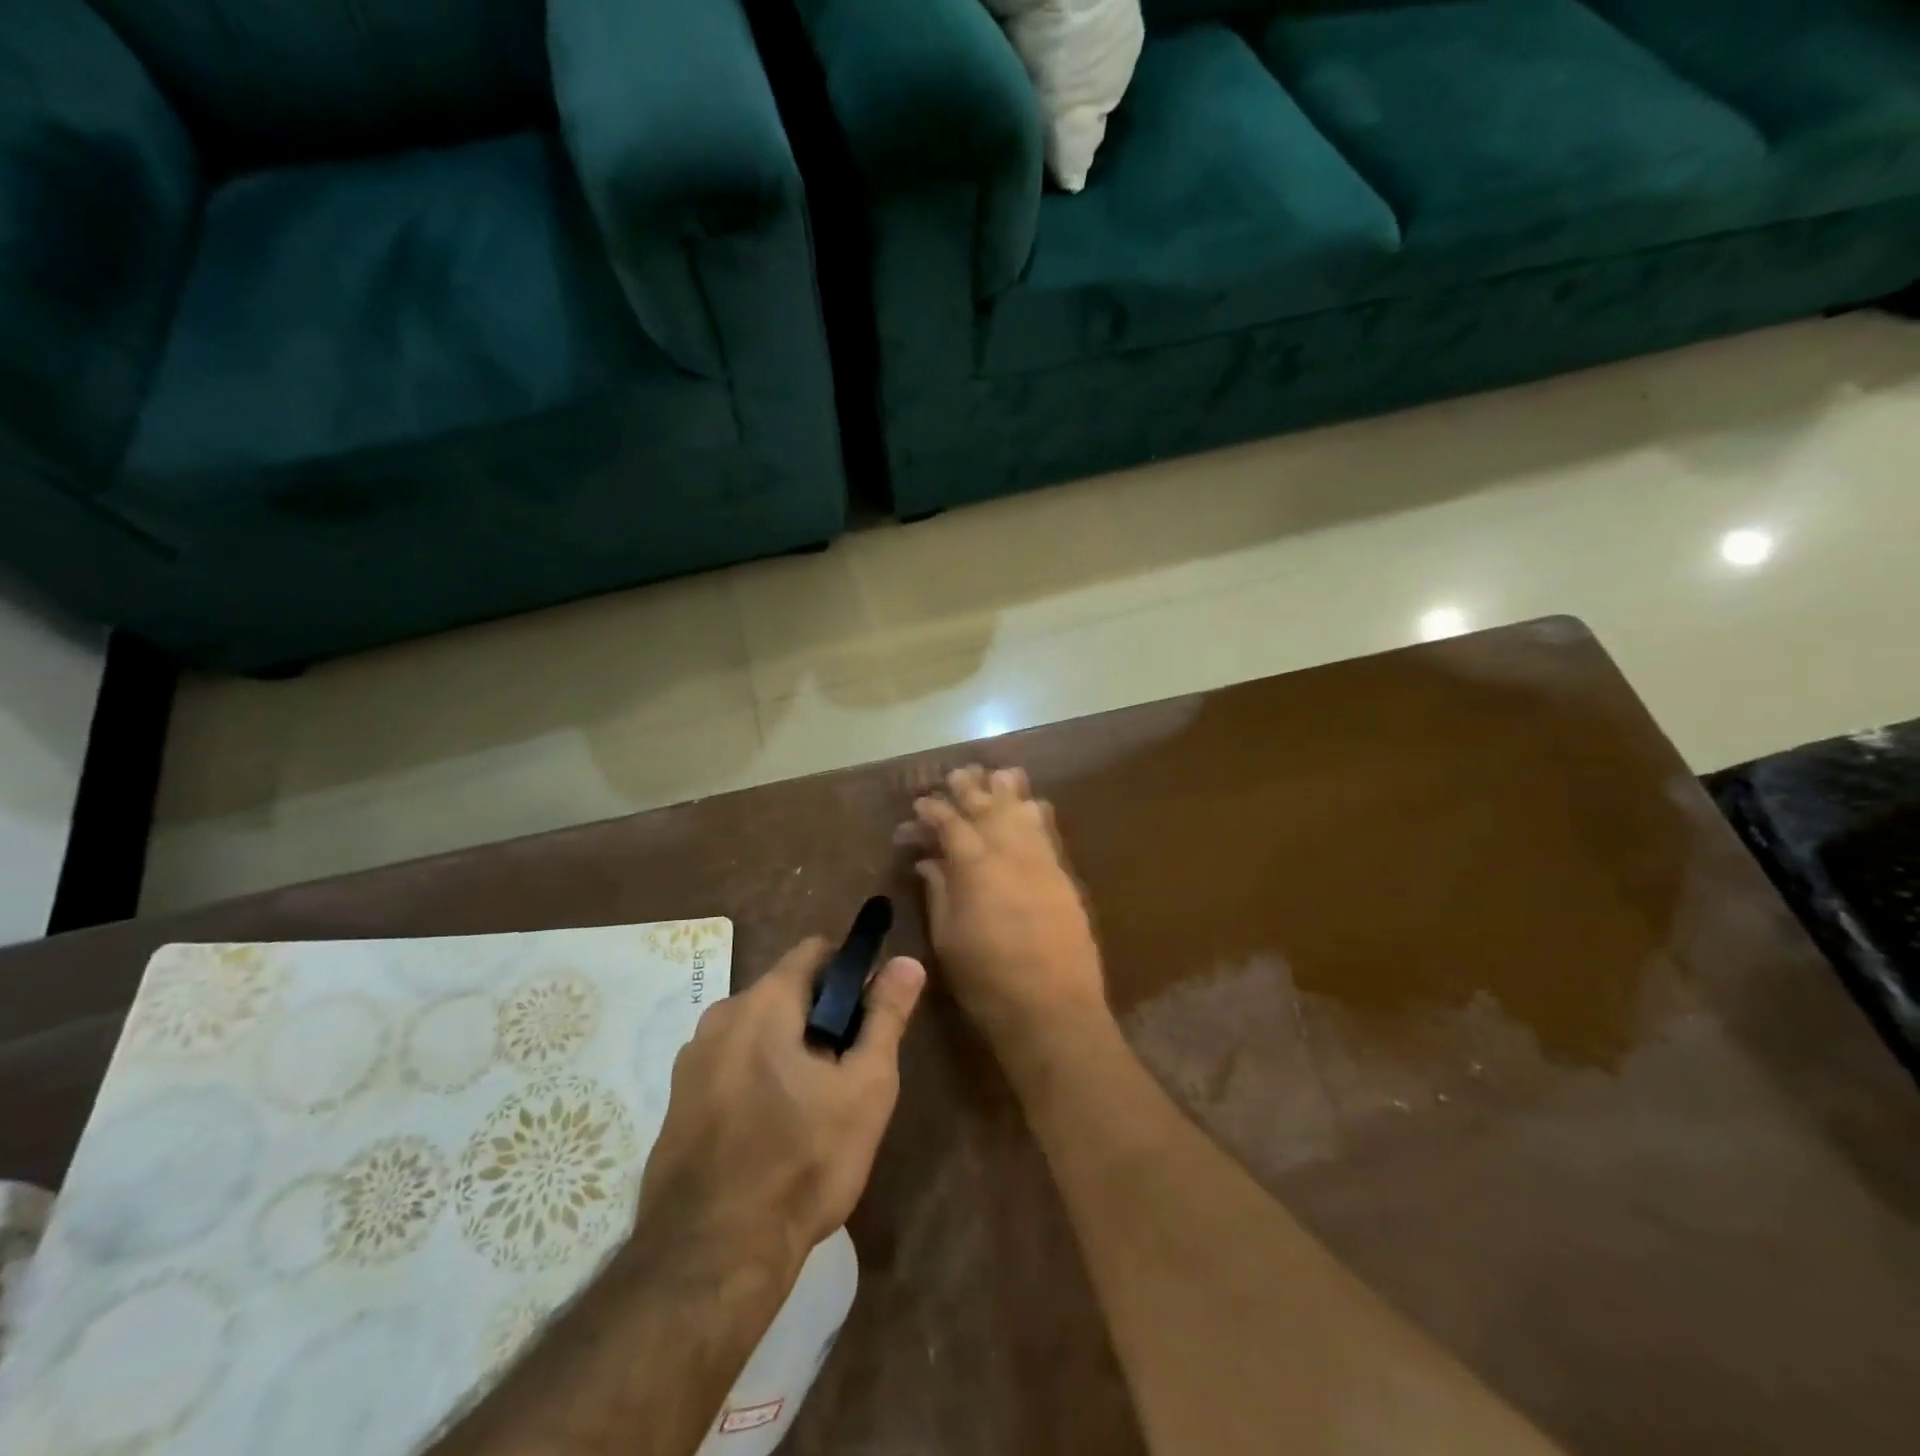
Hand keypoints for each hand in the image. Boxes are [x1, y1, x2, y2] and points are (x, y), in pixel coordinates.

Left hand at [635, 937, 925, 1280]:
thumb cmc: (802, 1162)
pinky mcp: (676, 1101)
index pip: (816, 950)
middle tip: (846, 1073)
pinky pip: (729, 1066)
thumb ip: (886, 1016)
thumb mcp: (865, 1088)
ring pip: (757, 1031)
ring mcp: (691, 1060)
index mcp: (764, 1001)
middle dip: (820, 1018)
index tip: (868, 1016)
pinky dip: (755, 1078)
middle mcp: (720, 1015)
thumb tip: (907, 961)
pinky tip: (770, 1133)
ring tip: (811, 1109)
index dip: (850, 971)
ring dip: (787, 1050)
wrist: (711, 1259)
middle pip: (785, 991)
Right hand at [906, 766, 1106, 1057]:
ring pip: (1023, 808)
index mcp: (975, 865)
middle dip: (968, 787)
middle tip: (954, 776)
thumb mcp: (948, 937)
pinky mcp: (1063, 875)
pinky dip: (1034, 811)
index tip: (918, 806)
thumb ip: (939, 891)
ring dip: (1005, 790)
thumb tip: (929, 862)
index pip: (950, 822)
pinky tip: (1029, 805)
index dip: (931, 810)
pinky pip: (1047, 829)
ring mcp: (1041, 860)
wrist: (1053, 1009)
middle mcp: (1010, 851)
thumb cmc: (987, 980)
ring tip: (993, 776)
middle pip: (987, 805)